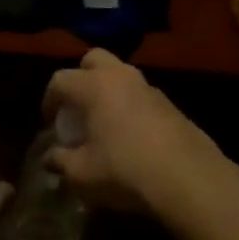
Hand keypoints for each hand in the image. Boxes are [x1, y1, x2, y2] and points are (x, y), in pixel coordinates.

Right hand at [42, 49, 228, 219]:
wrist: (189, 180)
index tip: (49, 122)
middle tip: (77, 106)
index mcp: (94, 86)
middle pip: (93, 59)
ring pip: (121, 75)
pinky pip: (141, 95)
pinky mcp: (171, 104)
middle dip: (80, 77)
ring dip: (108, 91)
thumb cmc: (124, 171)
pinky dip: (129, 105)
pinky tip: (131, 135)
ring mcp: (149, 88)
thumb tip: (50, 157)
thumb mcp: (81, 174)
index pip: (60, 80)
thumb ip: (60, 161)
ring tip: (104, 122)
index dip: (49, 100)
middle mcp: (121, 77)